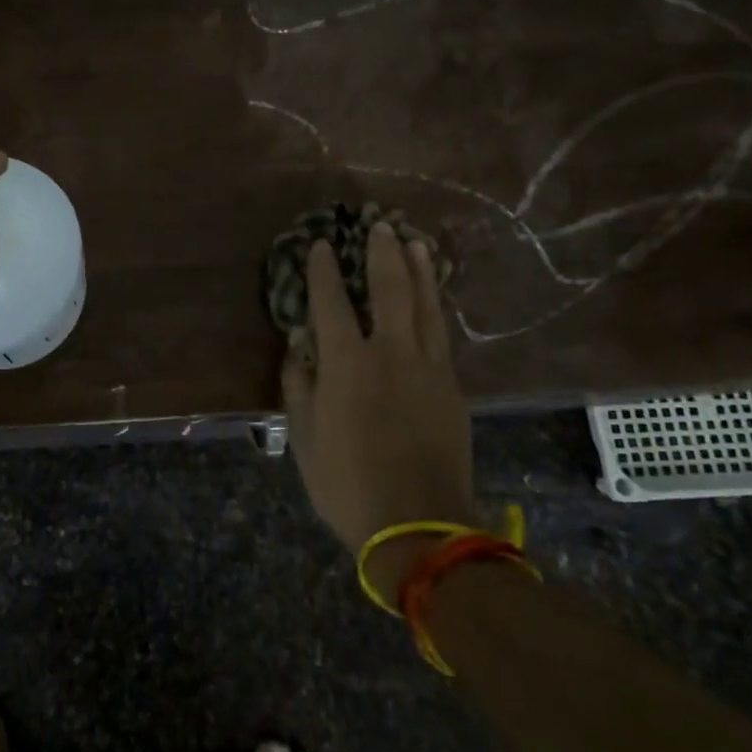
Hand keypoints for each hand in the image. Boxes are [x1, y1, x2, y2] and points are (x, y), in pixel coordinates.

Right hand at [282, 223, 474, 583]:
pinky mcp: (452, 387)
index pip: (331, 303)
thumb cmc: (347, 484)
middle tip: (379, 226)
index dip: (324, 271)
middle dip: (382, 253)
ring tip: (414, 243)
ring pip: (425, 305)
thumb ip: (299, 386)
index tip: (321, 246)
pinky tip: (434, 296)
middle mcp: (390, 353)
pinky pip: (442, 333)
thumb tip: (298, 347)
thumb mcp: (304, 439)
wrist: (419, 525)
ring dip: (419, 270)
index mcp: (347, 364)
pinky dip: (436, 306)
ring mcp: (428, 367)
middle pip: (389, 289)